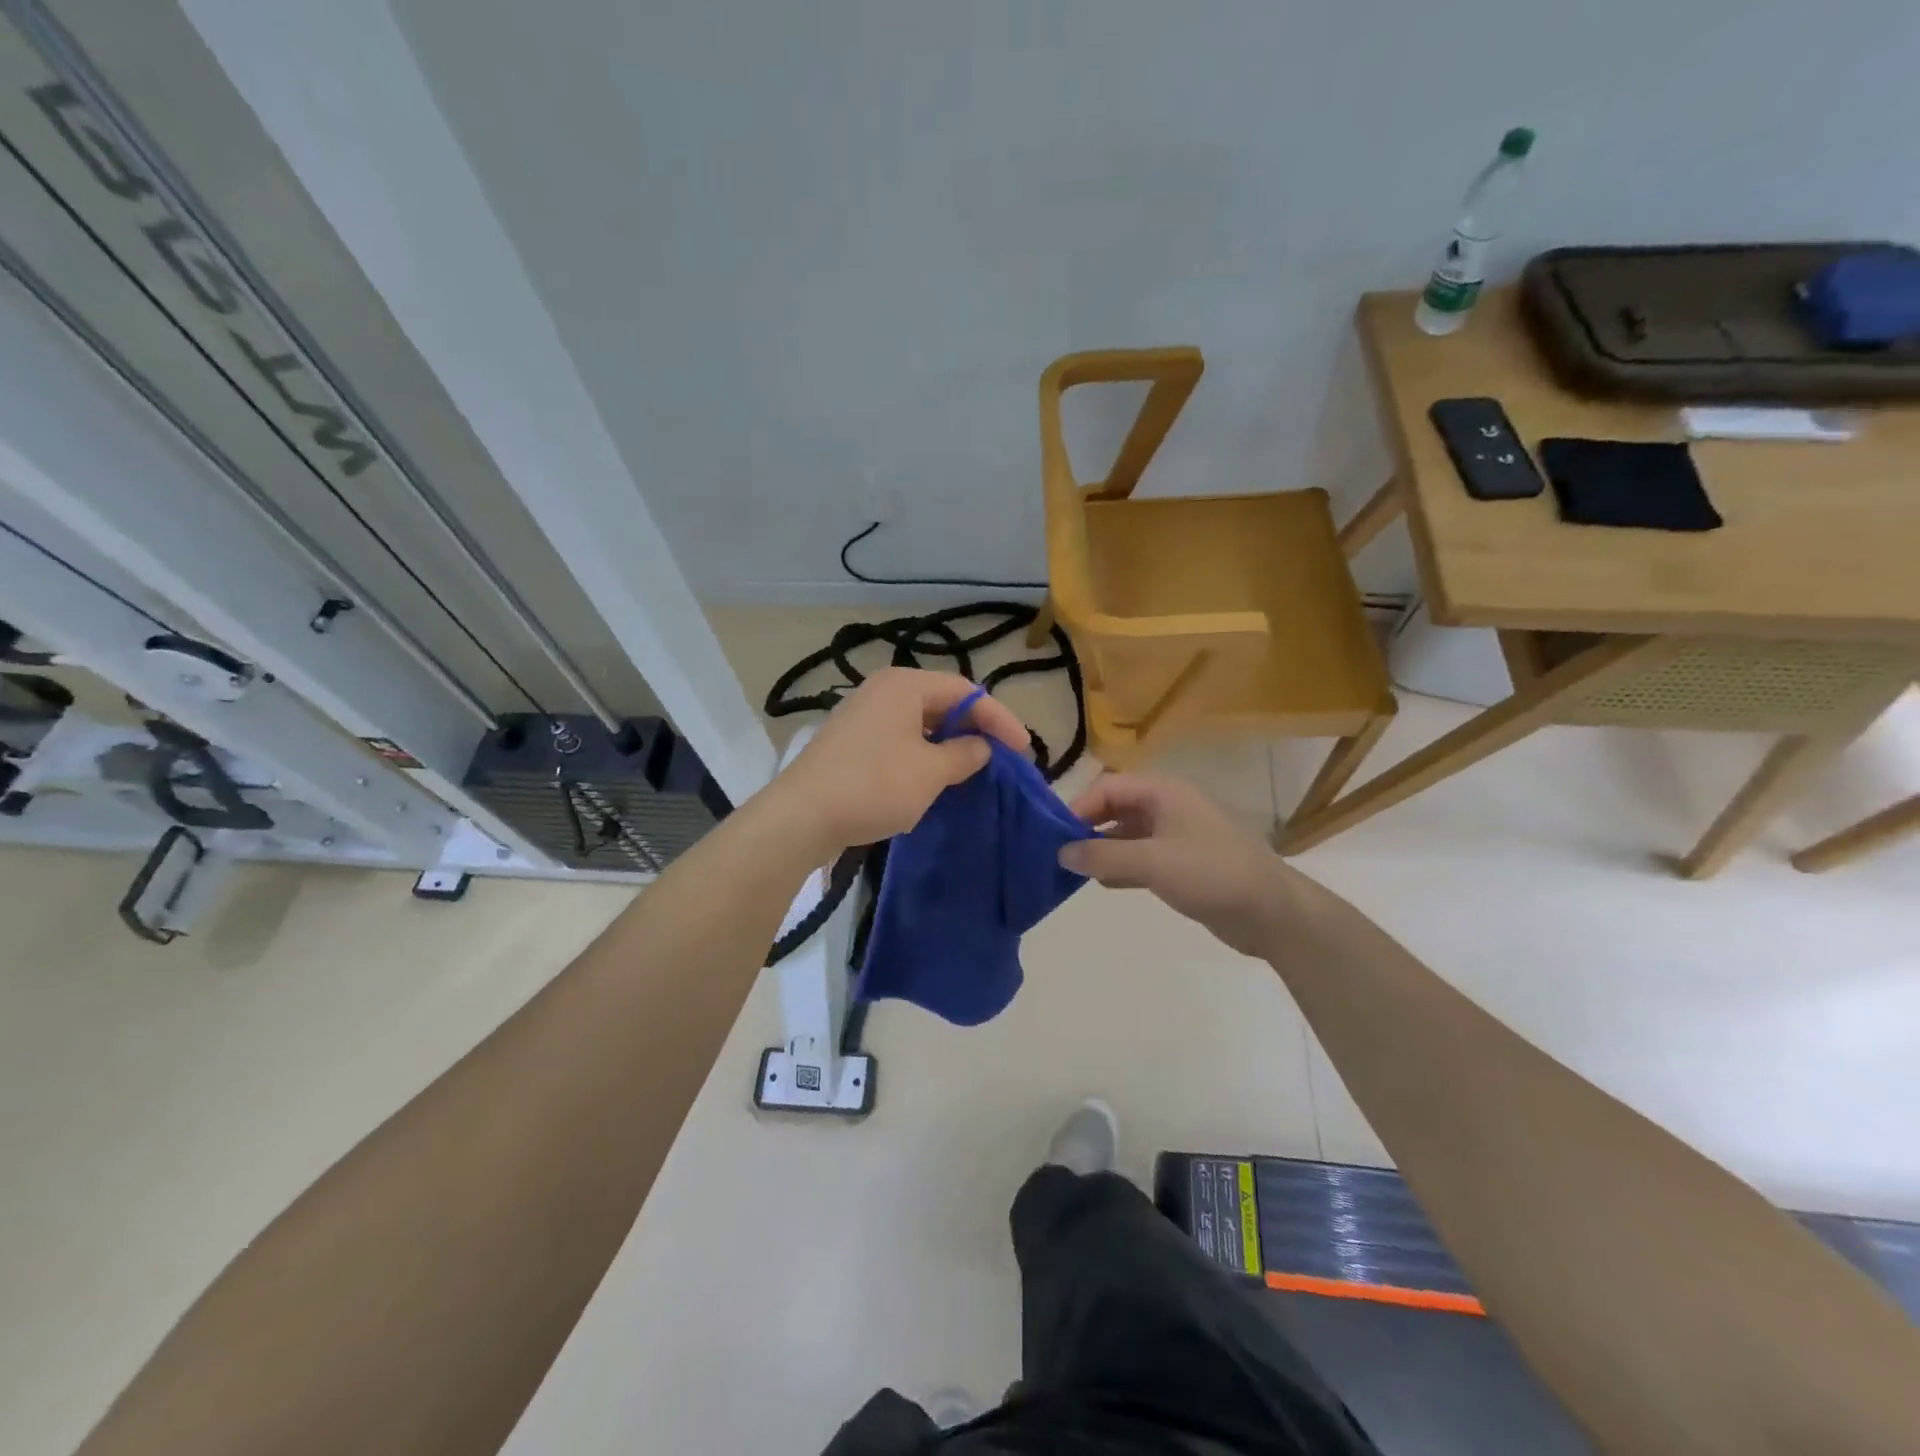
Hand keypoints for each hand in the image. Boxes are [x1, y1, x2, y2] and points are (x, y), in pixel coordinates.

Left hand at [773, 668, 1029, 851]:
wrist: (802, 816)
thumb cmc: (874, 785)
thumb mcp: (931, 772)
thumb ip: (965, 755)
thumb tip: (980, 747)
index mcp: (905, 685)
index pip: (966, 691)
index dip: (999, 719)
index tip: (1024, 750)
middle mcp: (883, 691)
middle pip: (942, 703)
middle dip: (974, 729)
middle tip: (1002, 757)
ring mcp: (863, 716)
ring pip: (920, 724)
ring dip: (949, 744)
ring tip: (973, 769)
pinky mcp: (851, 743)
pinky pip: (900, 740)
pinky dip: (923, 755)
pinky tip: (933, 779)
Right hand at [1059, 774, 1295, 955]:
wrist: (1270, 911)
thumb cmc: (1211, 873)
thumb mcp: (1152, 862)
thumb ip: (1103, 855)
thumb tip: (1060, 852)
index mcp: (1162, 793)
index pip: (1108, 787)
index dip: (1079, 806)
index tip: (1054, 834)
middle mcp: (1166, 808)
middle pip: (1114, 808)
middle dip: (1086, 827)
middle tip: (1059, 853)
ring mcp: (1173, 837)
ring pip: (1125, 835)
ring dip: (1101, 849)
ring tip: (1073, 871)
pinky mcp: (1179, 865)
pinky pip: (1139, 858)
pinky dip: (1119, 867)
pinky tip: (1101, 884)